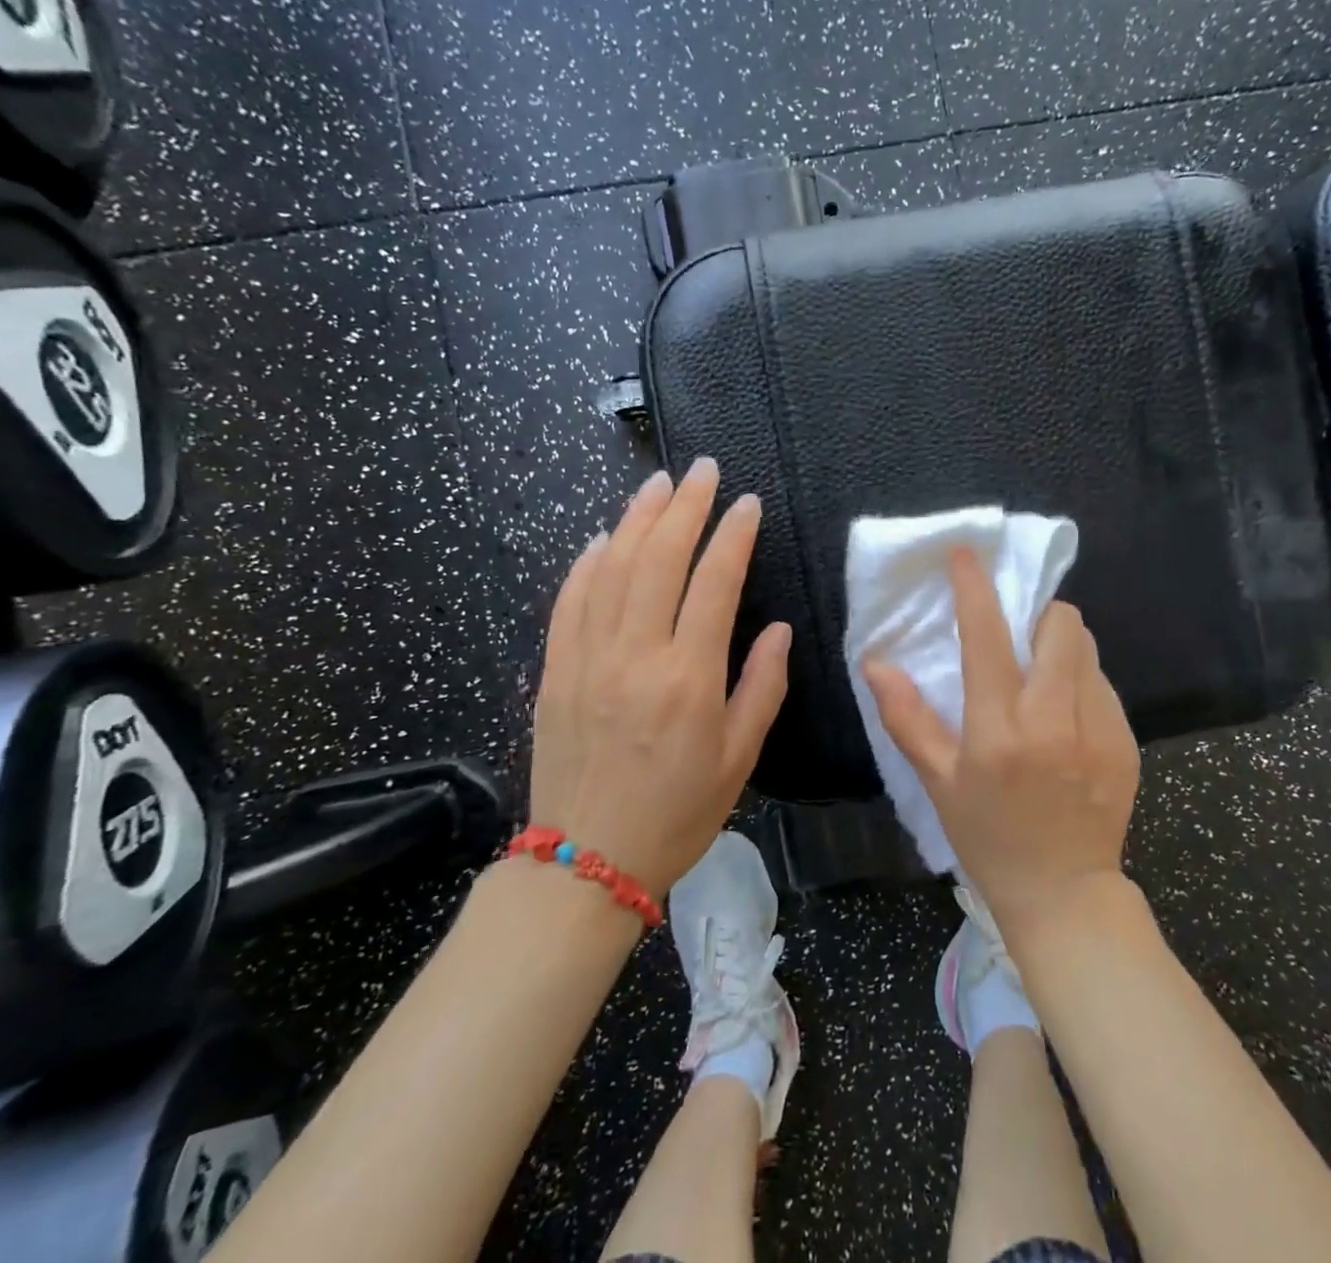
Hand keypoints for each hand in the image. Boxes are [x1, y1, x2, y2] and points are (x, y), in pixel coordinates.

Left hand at [529, 458, 790, 897]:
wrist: (586, 860)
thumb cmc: (677, 813)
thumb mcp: (740, 758)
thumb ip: (762, 686)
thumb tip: (775, 629)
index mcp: (689, 677)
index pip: (714, 583)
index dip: (733, 535)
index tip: (748, 503)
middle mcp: (636, 654)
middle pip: (659, 558)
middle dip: (685, 506)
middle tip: (703, 470)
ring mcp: (588, 658)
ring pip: (611, 567)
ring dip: (636, 519)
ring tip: (658, 483)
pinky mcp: (555, 669)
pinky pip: (569, 601)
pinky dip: (587, 562)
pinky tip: (601, 538)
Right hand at [864, 549, 1140, 935]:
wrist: (1064, 892)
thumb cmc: (987, 836)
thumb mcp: (937, 781)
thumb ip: (906, 717)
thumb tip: (876, 663)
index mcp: (999, 729)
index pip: (986, 636)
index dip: (974, 586)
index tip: (967, 554)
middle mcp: (1053, 719)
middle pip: (1060, 624)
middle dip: (1037, 615)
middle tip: (1018, 638)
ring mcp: (1098, 729)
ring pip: (1086, 648)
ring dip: (1061, 646)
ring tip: (1042, 679)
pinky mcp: (1125, 741)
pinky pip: (1103, 684)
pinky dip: (1081, 682)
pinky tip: (1067, 720)